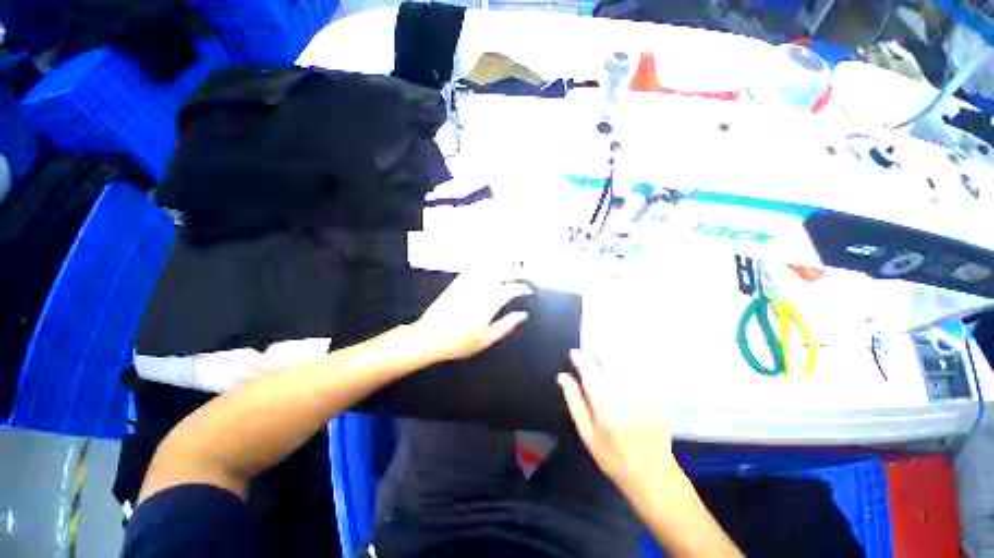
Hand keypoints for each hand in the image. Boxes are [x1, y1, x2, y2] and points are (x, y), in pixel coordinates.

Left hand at [411, 271, 531, 362]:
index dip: (522, 288)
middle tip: (524, 275)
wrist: (428, 337)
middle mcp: (479, 289)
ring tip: (511, 267)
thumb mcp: (486, 339)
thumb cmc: (459, 342)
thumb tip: (523, 315)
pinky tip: (490, 265)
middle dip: (516, 271)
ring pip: (488, 267)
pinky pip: (473, 268)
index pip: (510, 289)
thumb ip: (506, 325)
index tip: (528, 290)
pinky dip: (485, 264)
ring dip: (502, 264)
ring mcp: (467, 283)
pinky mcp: (457, 282)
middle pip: (501, 272)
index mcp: (488, 303)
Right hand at [558, 350, 677, 494]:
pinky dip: (627, 367)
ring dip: (611, 358)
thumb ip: (574, 401)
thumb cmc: (613, 457)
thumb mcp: (587, 433)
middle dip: (597, 354)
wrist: (654, 475)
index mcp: (606, 408)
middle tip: (588, 355)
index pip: (591, 373)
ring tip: (602, 361)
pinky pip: (639, 372)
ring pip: (626, 364)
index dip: (581, 359)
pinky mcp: (658, 396)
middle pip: (611, 362)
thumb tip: (563, 377)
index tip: (574, 353)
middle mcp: (628, 397)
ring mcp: (646, 396)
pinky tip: (621, 373)